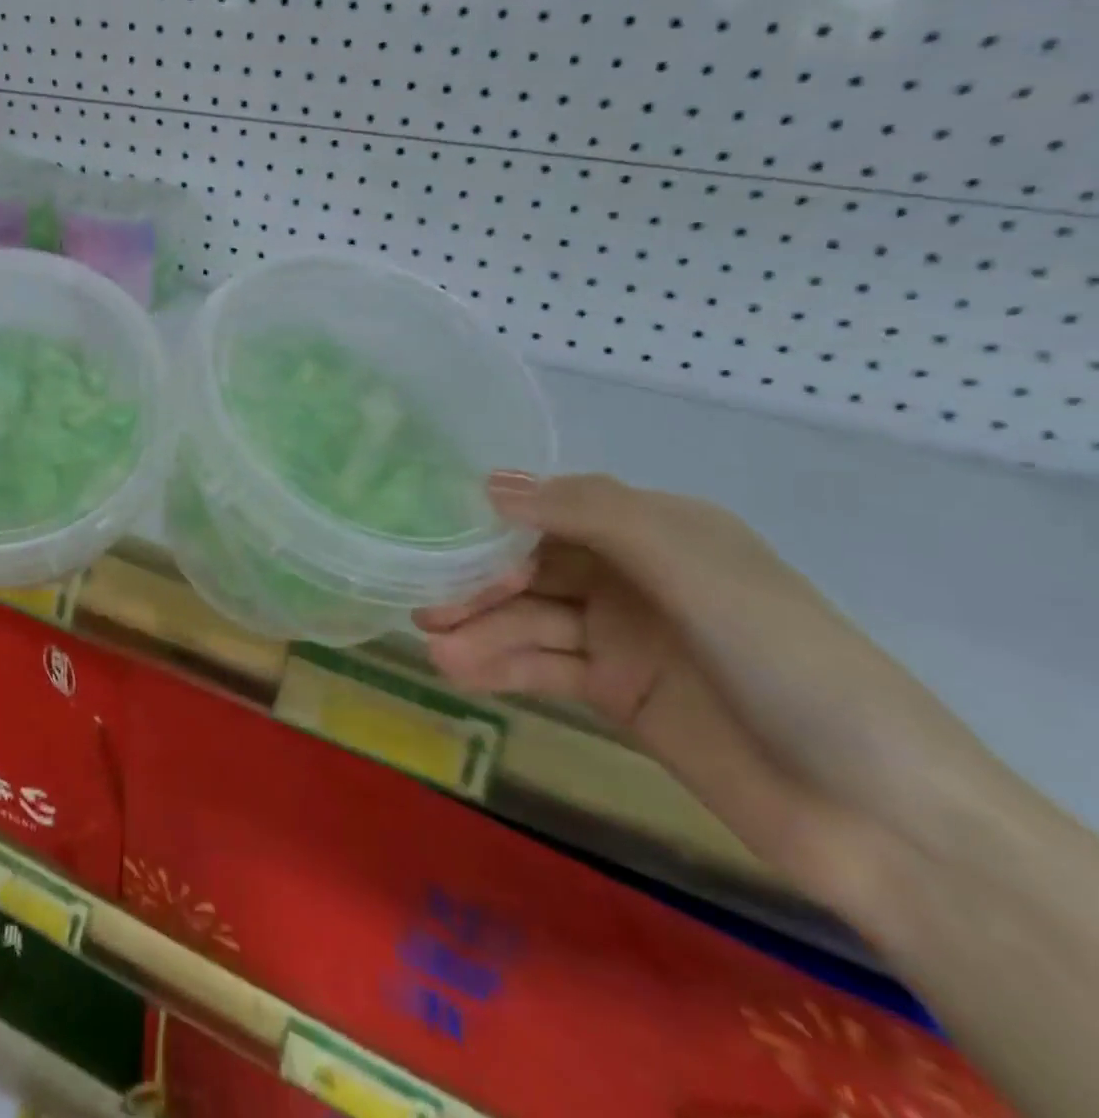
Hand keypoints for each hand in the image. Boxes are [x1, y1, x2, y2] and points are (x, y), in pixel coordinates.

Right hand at [414, 471, 970, 913]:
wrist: (878, 816)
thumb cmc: (786, 660)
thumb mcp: (694, 567)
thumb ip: (591, 516)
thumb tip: (491, 485)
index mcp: (661, 531)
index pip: (559, 511)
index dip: (501, 523)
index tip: (443, 537)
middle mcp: (635, 577)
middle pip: (535, 568)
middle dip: (480, 583)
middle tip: (425, 603)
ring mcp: (623, 638)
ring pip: (533, 620)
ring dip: (482, 631)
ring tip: (434, 648)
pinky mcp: (616, 694)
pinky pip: (545, 667)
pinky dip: (501, 667)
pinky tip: (459, 671)